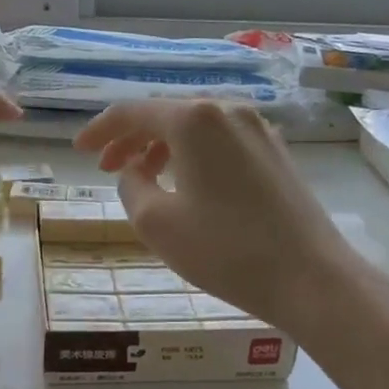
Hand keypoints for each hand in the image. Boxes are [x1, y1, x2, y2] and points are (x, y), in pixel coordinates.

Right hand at [73, 100, 368, 334]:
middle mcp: (228, 111)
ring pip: (196, 129)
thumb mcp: (156, 222)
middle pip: (166, 115)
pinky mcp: (277, 153)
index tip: (78, 150)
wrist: (311, 278)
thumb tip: (134, 171)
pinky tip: (187, 185)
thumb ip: (131, 185)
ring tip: (143, 178)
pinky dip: (194, 156)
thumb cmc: (225, 250)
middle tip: (107, 167)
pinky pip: (221, 143)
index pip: (132, 112)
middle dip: (131, 138)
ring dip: (162, 148)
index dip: (99, 130)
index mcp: (194, 120)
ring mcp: (258, 130)